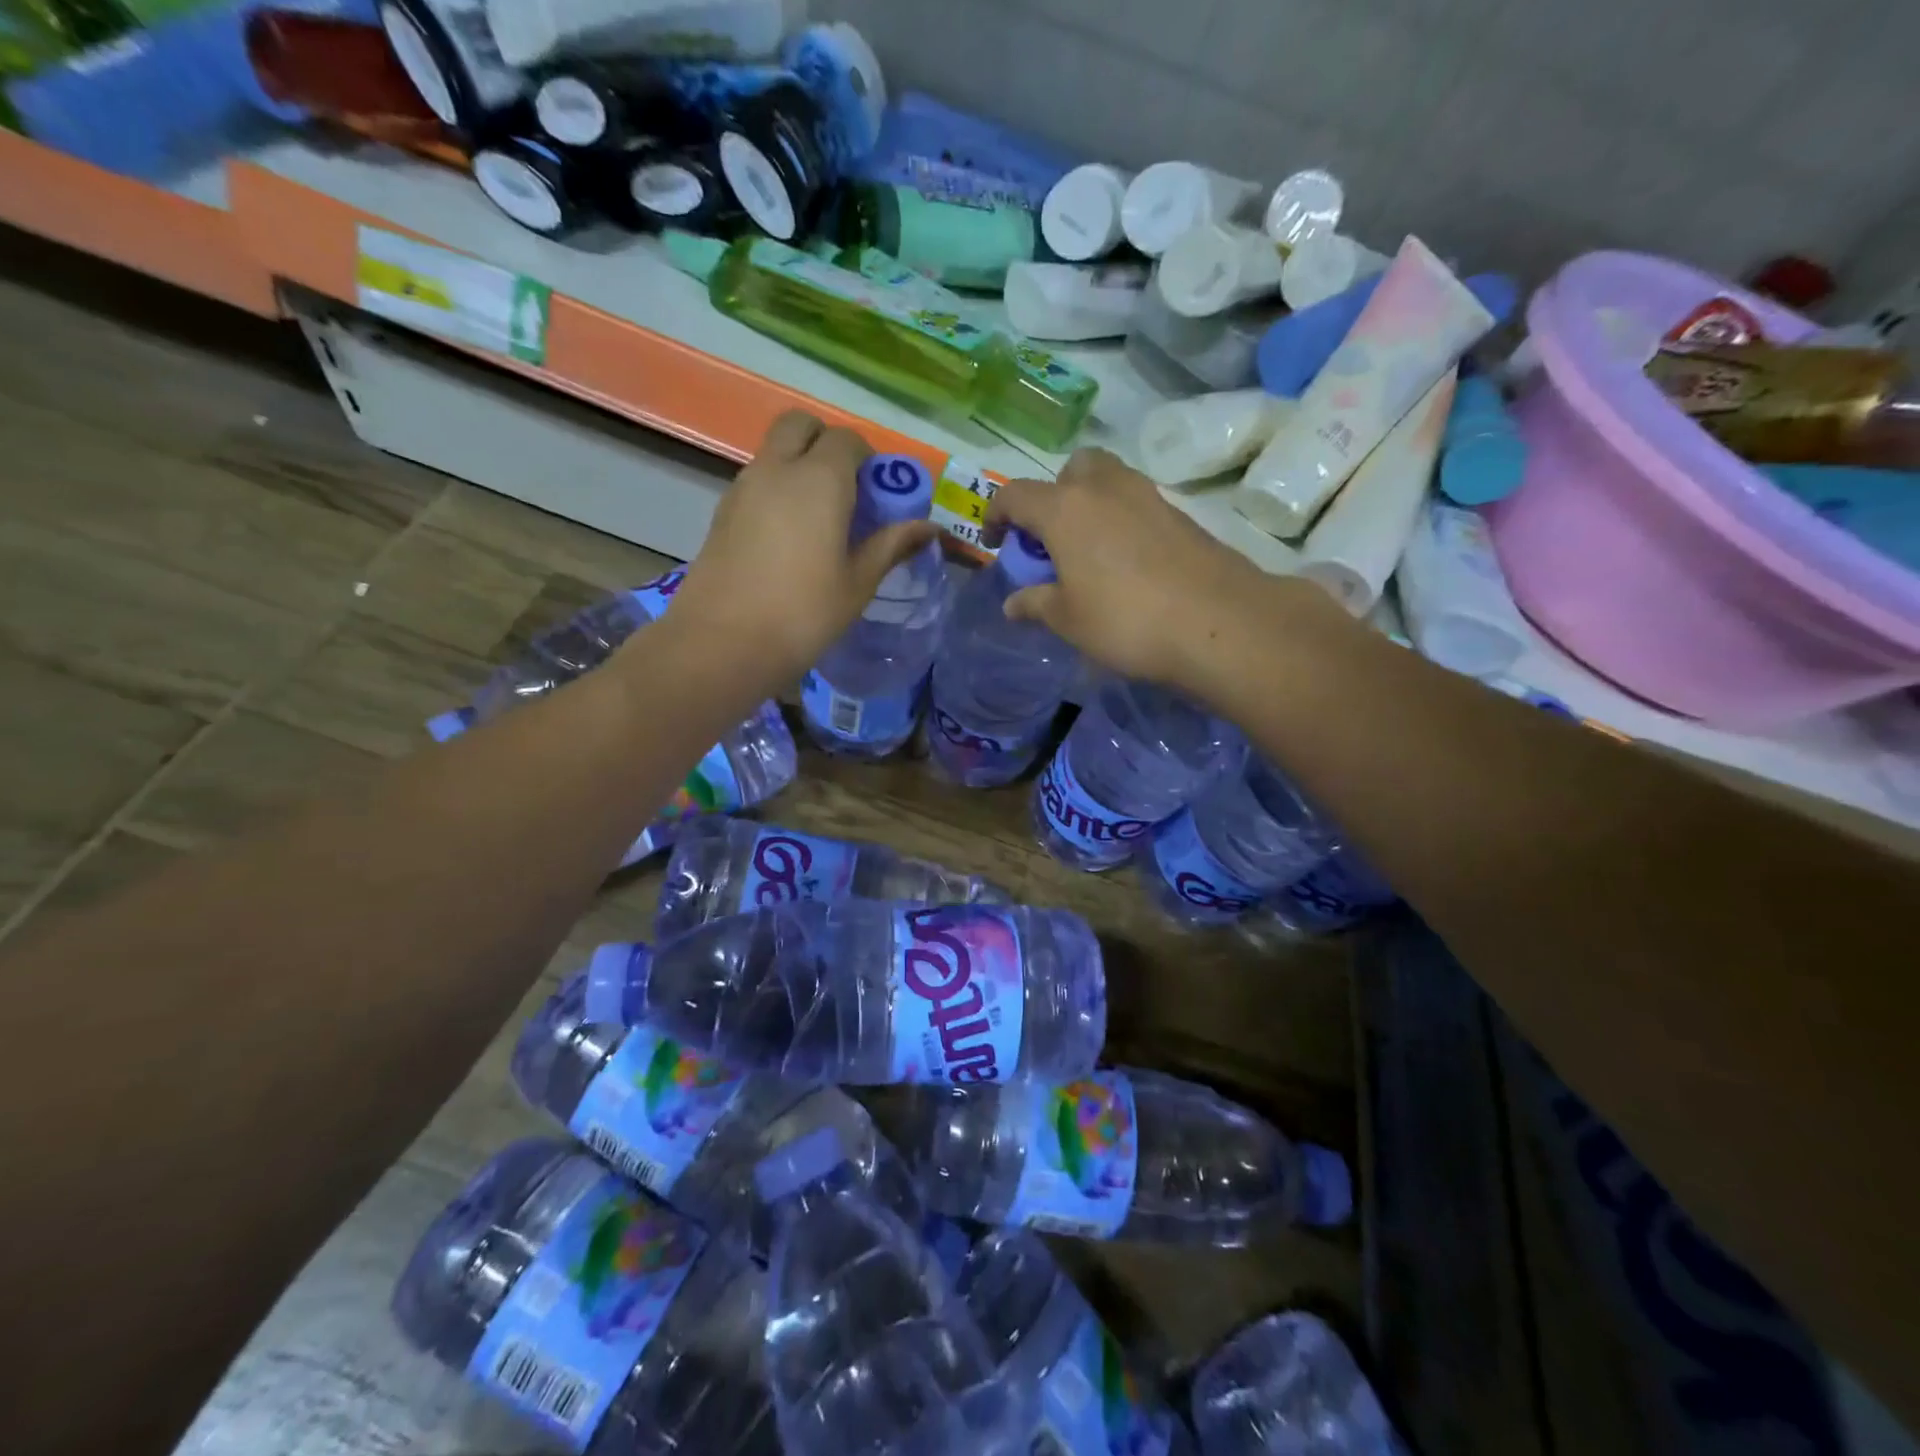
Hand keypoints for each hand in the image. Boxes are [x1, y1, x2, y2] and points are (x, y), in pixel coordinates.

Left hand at [666, 412, 939, 686]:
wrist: (723, 642)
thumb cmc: (804, 613)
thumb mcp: (858, 583)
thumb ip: (892, 545)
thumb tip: (928, 527)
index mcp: (819, 480)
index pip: (847, 440)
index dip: (867, 459)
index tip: (878, 494)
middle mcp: (777, 469)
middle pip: (801, 425)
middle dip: (826, 442)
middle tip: (846, 488)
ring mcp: (743, 486)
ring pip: (775, 450)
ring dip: (799, 464)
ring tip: (820, 517)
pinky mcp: (723, 510)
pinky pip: (757, 478)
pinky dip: (777, 487)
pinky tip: (789, 537)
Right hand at [986, 448, 1310, 694]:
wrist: (1218, 622)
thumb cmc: (1126, 620)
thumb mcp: (1068, 621)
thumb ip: (1035, 604)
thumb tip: (1012, 604)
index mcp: (1065, 509)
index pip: (1015, 495)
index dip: (995, 515)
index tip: (995, 543)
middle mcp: (1104, 488)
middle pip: (1070, 469)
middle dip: (1052, 495)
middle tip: (1051, 538)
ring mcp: (1147, 496)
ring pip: (1108, 479)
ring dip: (1089, 504)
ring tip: (1088, 551)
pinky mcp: (1180, 513)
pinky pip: (1136, 504)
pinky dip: (1120, 520)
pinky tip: (1127, 563)